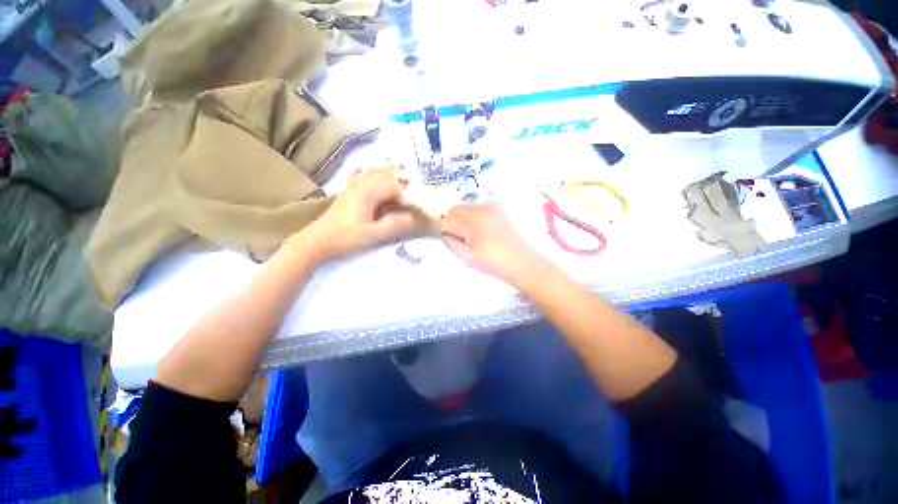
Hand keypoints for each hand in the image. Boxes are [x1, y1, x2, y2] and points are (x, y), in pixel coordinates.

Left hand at [287, 167, 416, 263]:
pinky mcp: (347, 190)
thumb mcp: (372, 235)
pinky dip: (366, 170)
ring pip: (372, 171)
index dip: (406, 194)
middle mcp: (361, 184)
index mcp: (369, 193)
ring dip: (387, 171)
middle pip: (385, 175)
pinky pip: (358, 174)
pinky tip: (367, 168)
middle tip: (414, 185)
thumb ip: (393, 225)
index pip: (394, 186)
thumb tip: (411, 217)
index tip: (413, 206)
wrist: (319, 240)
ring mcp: (352, 186)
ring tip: (400, 171)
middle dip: (401, 178)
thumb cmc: (346, 237)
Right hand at [439, 202, 545, 283]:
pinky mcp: (497, 208)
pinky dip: (472, 213)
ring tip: (467, 232)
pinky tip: (478, 226)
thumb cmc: (492, 262)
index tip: (443, 237)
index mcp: (470, 224)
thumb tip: (445, 234)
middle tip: (455, 236)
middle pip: (453, 210)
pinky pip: (477, 205)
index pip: (445, 221)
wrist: (520, 261)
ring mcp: (489, 207)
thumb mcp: (467, 257)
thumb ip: (452, 243)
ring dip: (460, 216)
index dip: (441, 229)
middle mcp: (478, 210)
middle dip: (450, 221)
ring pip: (464, 206)